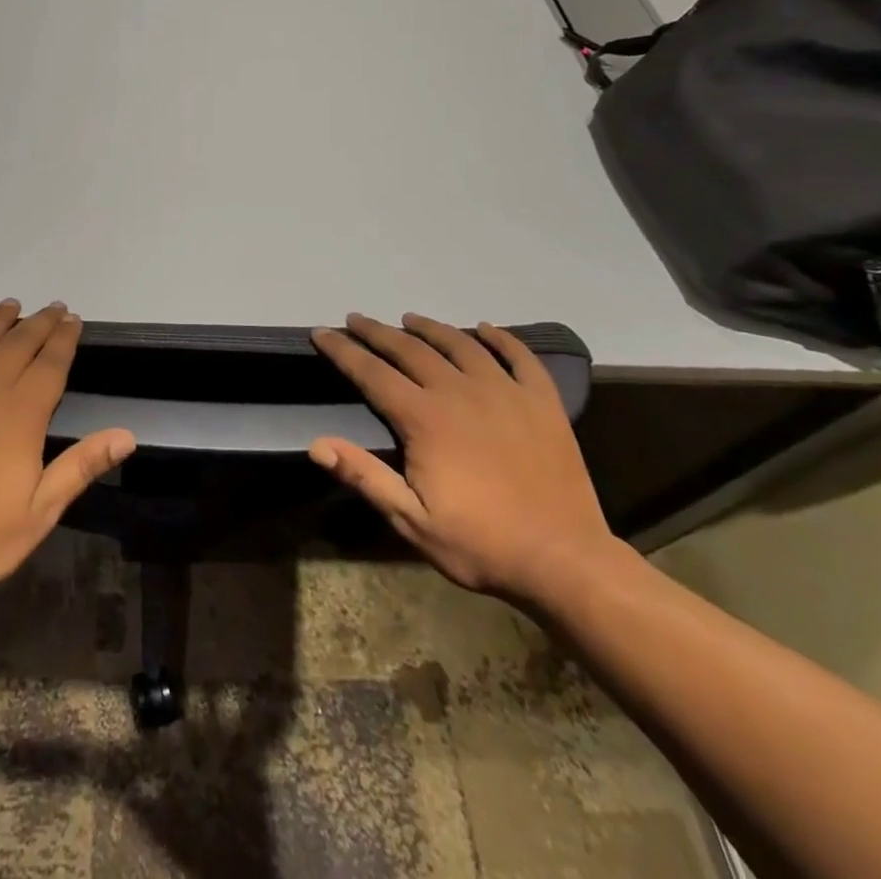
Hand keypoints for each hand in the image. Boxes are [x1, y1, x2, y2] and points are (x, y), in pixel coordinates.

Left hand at [0, 299, 136, 608]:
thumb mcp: (40, 512)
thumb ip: (81, 466)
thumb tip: (126, 435)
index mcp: (20, 415)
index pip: (50, 364)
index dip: (64, 339)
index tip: (74, 320)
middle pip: (17, 345)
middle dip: (39, 323)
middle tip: (54, 308)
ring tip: (11, 304)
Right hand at [310, 314, 616, 602]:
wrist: (565, 562)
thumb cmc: (480, 543)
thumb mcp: (411, 520)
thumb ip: (364, 476)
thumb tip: (316, 445)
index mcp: (424, 418)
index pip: (371, 373)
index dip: (342, 350)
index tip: (321, 332)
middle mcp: (460, 392)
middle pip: (409, 349)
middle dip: (377, 332)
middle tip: (356, 319)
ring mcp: (505, 392)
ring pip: (460, 344)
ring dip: (430, 328)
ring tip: (410, 319)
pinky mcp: (542, 403)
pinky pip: (520, 357)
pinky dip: (501, 338)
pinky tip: (485, 328)